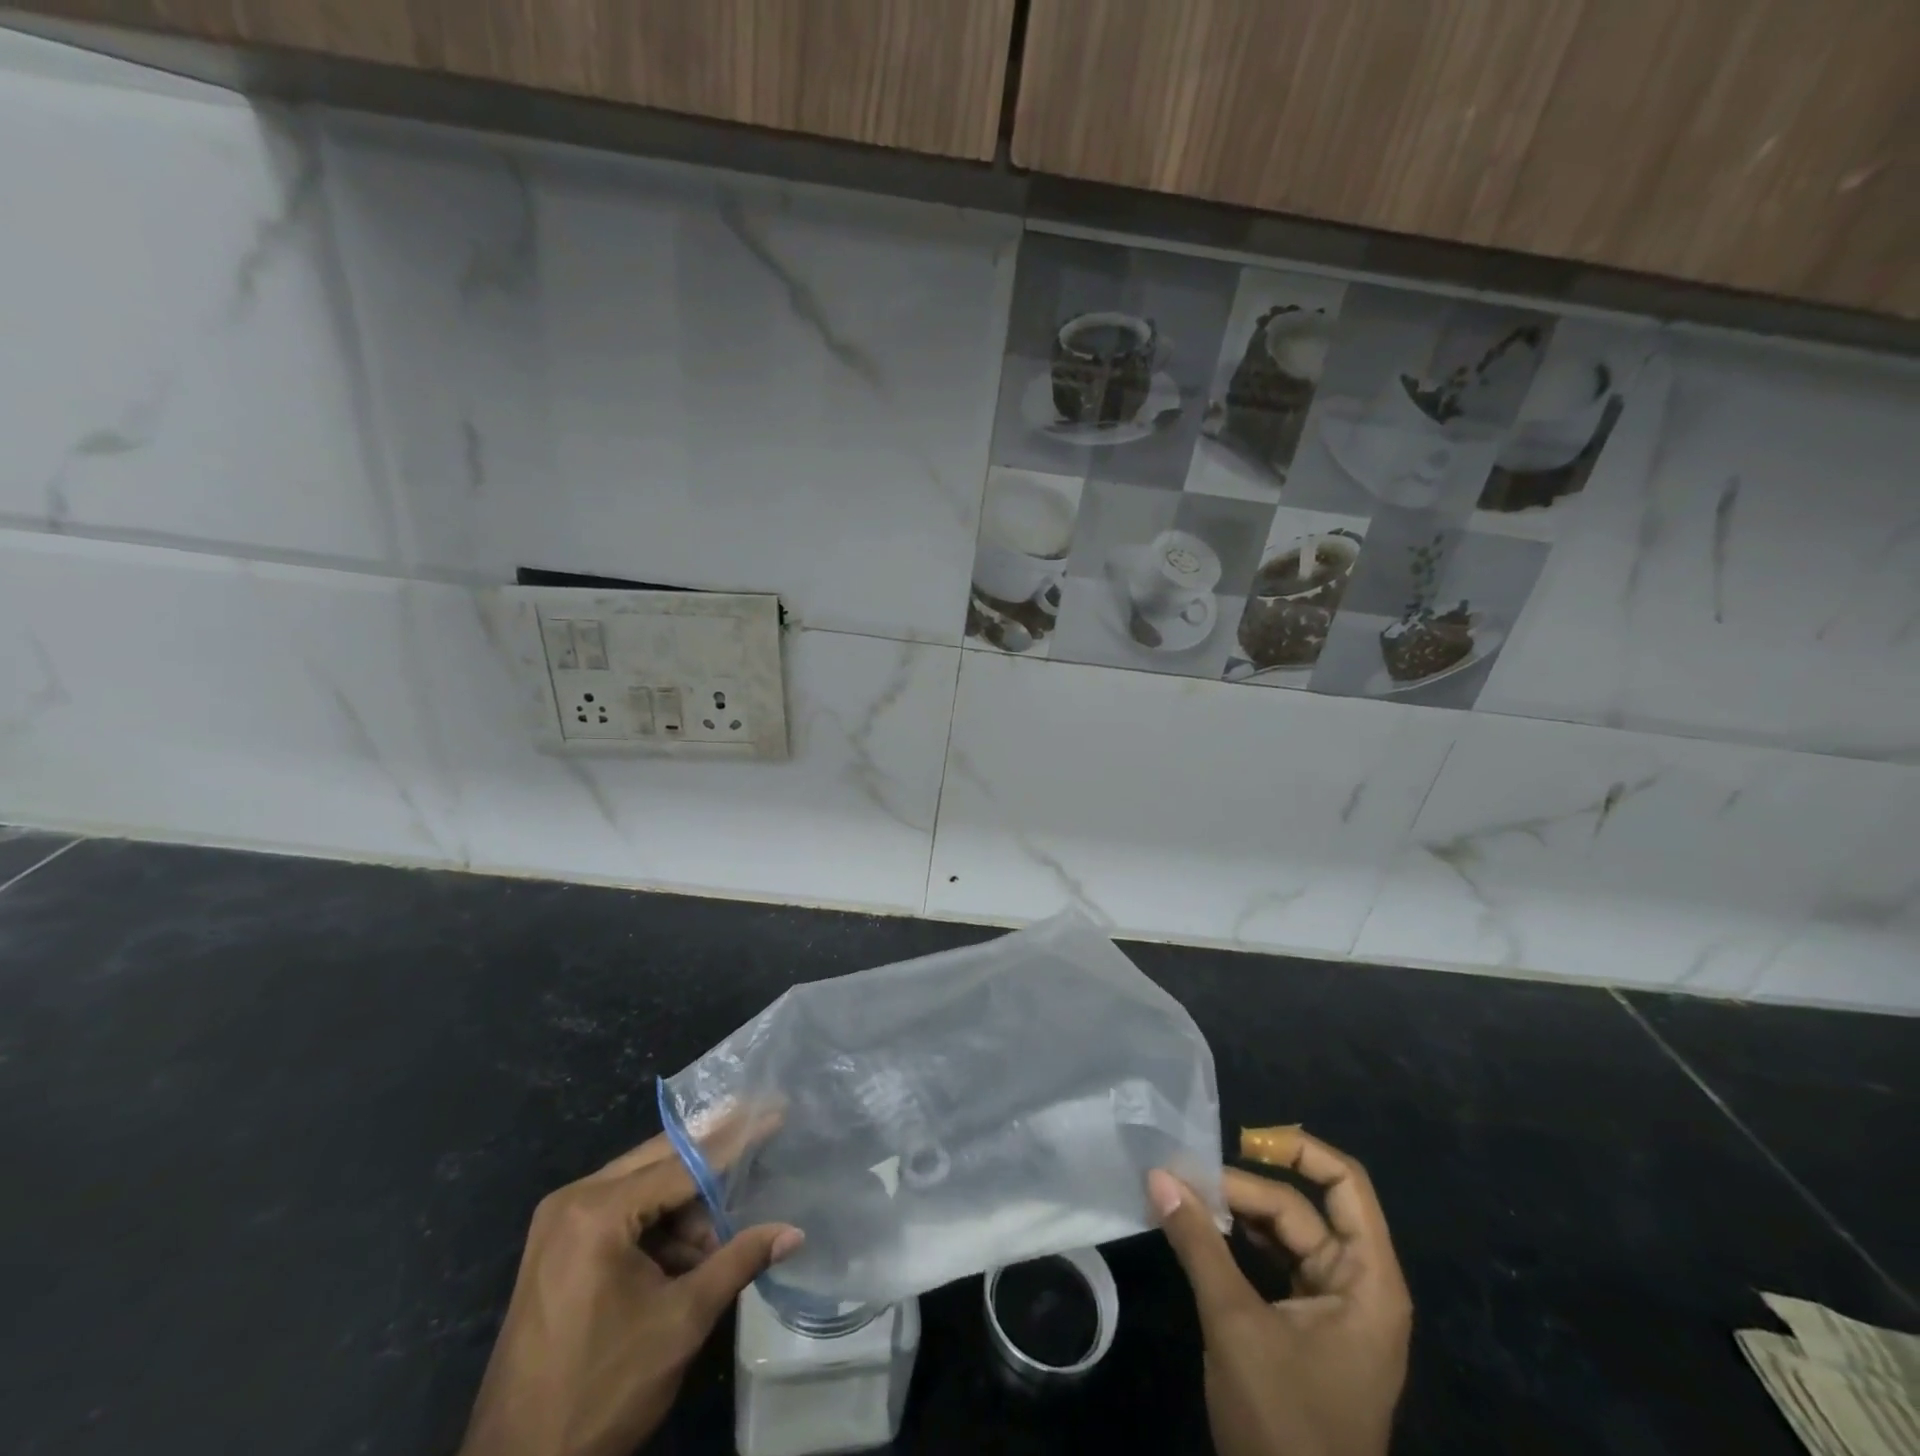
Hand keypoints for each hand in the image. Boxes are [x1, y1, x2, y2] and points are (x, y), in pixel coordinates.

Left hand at [460, 1133, 801, 1455]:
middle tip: (763, 1136)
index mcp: (597, 1211)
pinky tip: (686, 1257)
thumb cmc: (602, 1391)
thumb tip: (794, 1232)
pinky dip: (659, 1225)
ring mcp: (559, 1222)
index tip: (775, 1110)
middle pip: (661, 1160)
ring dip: (687, 1205)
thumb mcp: (681, 1322)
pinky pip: (622, 1212)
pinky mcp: (557, 1247)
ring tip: (717, 1245)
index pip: (684, 1161)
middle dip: (713, 1161)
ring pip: (644, 1185)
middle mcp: (573, 1200)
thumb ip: (738, 1261)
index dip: (736, 1138)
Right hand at [1149, 1130, 1411, 1455]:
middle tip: (1185, 1181)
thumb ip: (1198, 1243)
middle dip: (1245, 1188)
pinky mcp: (1308, 1330)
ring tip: (1186, 1200)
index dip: (1298, 1150)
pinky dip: (1240, 1244)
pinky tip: (1202, 1234)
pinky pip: (1276, 1265)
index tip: (1241, 1139)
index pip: (1345, 1184)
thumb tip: (1158, 1174)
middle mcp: (1358, 1286)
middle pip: (1303, 1208)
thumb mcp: (1235, 1325)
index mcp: (1368, 1281)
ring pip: (1285, 1234)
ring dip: (1238, 1213)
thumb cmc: (1285, 1424)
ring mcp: (1334, 1310)